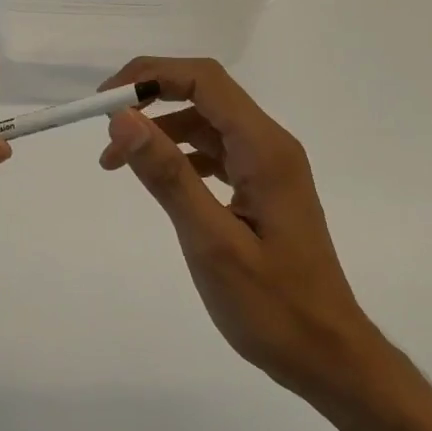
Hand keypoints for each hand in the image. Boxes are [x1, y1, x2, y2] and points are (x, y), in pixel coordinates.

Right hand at [98, 57, 382, 399]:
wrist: (327, 354)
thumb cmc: (272, 306)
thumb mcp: (211, 242)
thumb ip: (168, 176)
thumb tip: (123, 118)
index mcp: (265, 148)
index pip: (205, 80)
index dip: (151, 76)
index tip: (105, 100)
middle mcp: (270, 145)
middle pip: (206, 94)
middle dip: (151, 100)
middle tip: (105, 130)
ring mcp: (269, 167)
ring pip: (208, 124)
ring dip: (162, 131)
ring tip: (116, 162)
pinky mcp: (263, 189)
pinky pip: (216, 153)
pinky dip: (181, 156)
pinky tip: (159, 180)